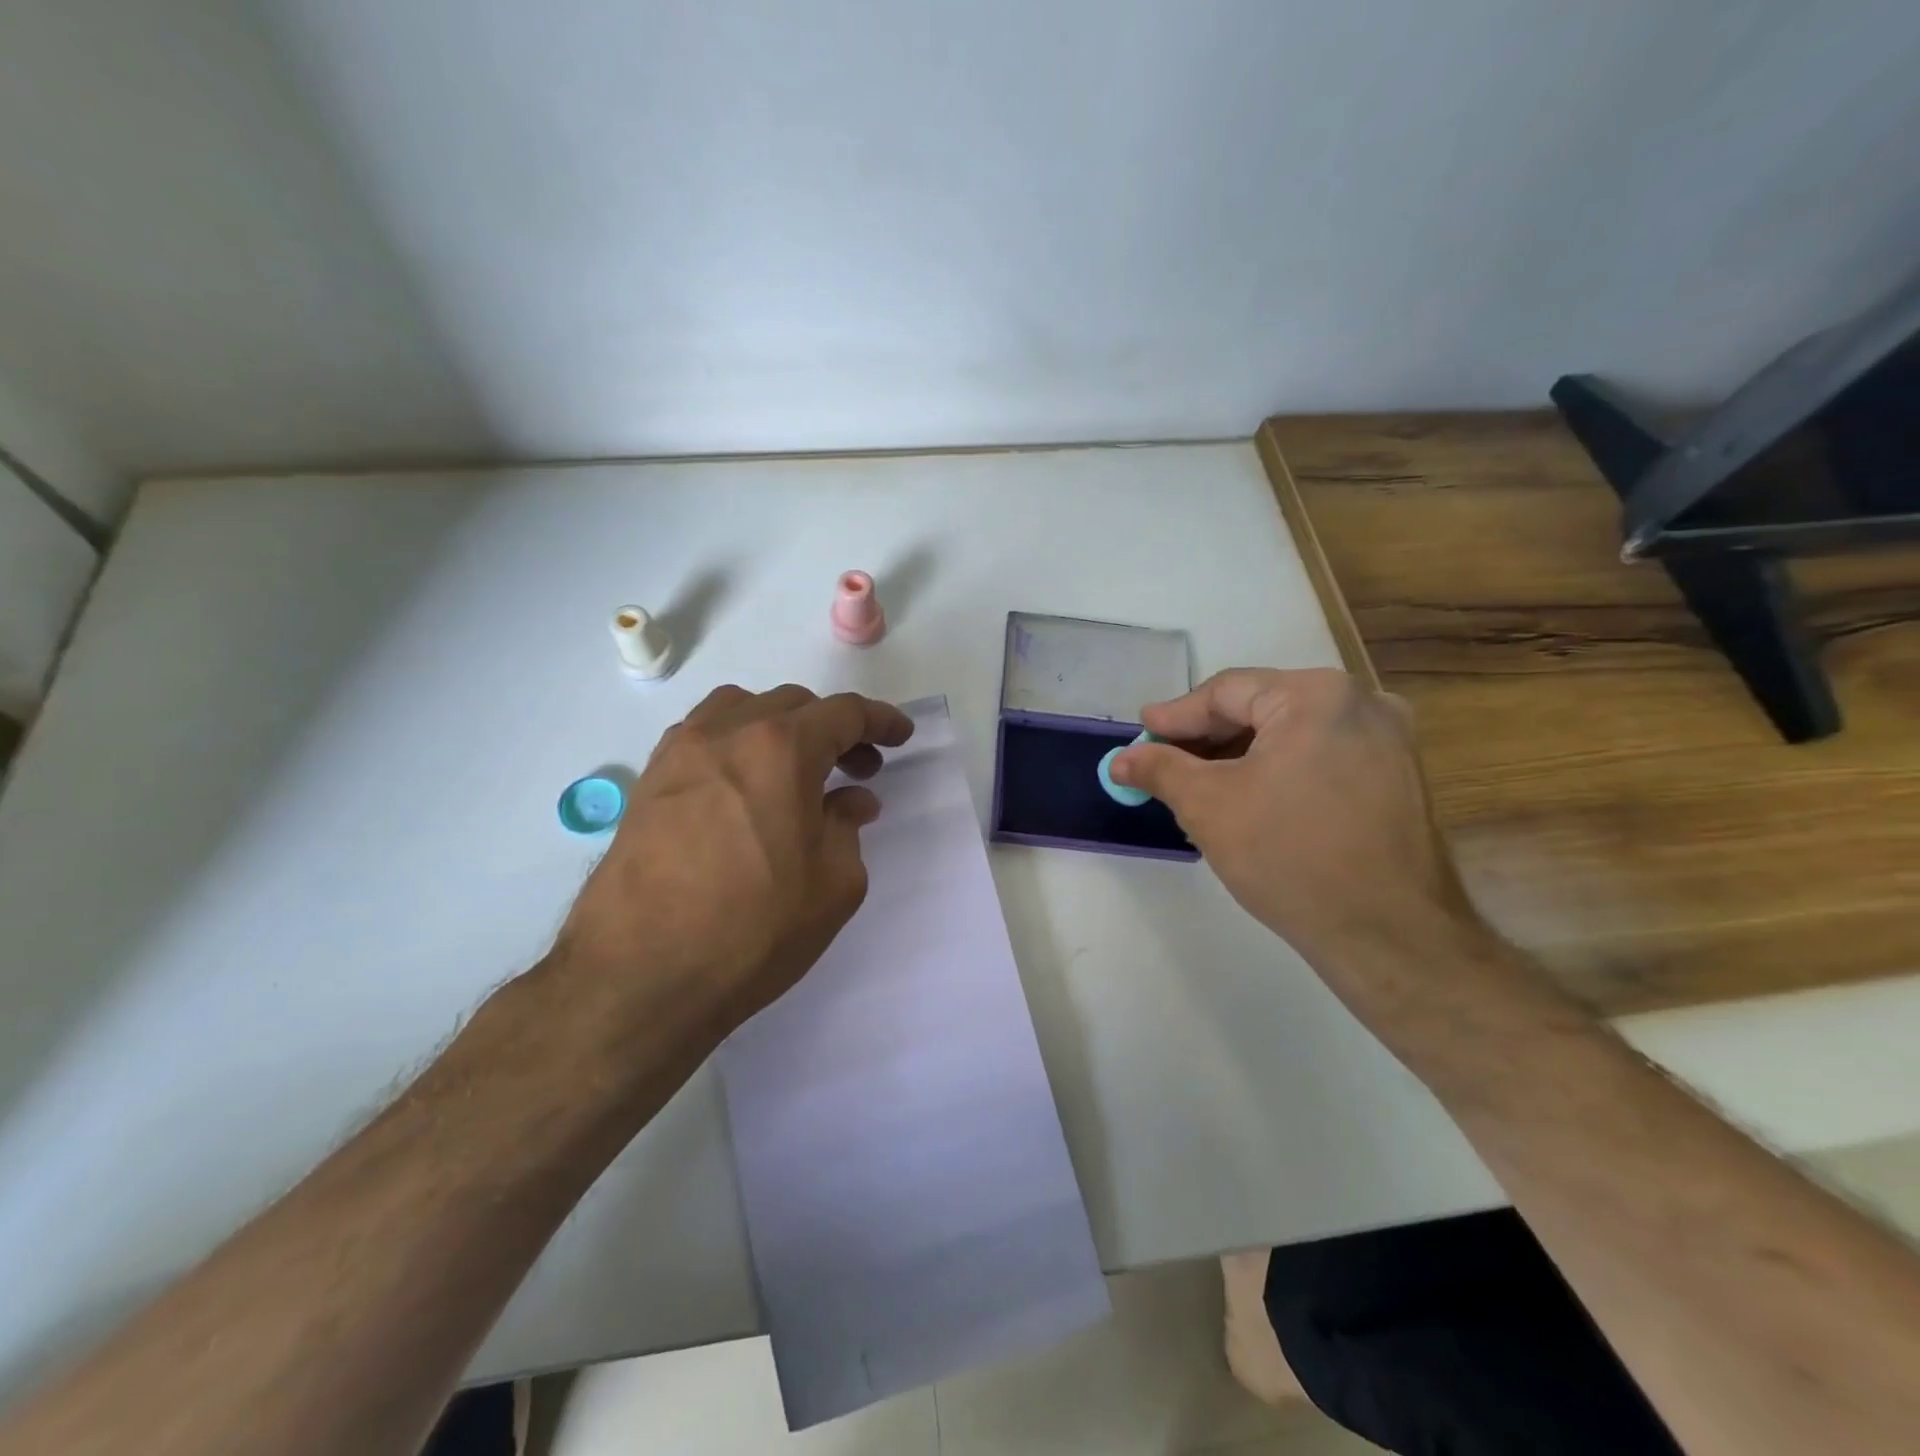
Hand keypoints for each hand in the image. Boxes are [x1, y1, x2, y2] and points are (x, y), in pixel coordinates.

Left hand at [554, 684, 913, 1037]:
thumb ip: (848, 828)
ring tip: (796, 770)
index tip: (900, 734)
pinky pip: (703, 737)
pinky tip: (745, 788)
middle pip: (793, 704)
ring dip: (780, 726)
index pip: (844, 713)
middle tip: (857, 768)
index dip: (880, 720)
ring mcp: (680, 753)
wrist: (639, 975)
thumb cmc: (752, 929)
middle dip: (834, 728)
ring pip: (741, 709)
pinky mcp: (648, 781)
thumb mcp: (833, 885)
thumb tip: (849, 801)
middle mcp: (727, 733)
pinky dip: (737, 743)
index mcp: (781, 748)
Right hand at [1111, 668, 1477, 970]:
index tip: (1140, 733)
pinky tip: (1248, 798)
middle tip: (1162, 760)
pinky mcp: (1398, 777)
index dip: (1175, 716)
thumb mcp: (1208, 806)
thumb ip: (1160, 770)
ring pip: (1291, 734)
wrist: (1390, 936)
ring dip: (1239, 756)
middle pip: (1262, 708)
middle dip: (1207, 738)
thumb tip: (1120, 760)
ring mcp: (1388, 740)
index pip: (1227, 692)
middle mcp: (1362, 702)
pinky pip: (1320, 757)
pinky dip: (1277, 770)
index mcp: (1317, 695)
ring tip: (1197, 784)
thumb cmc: (1290, 857)